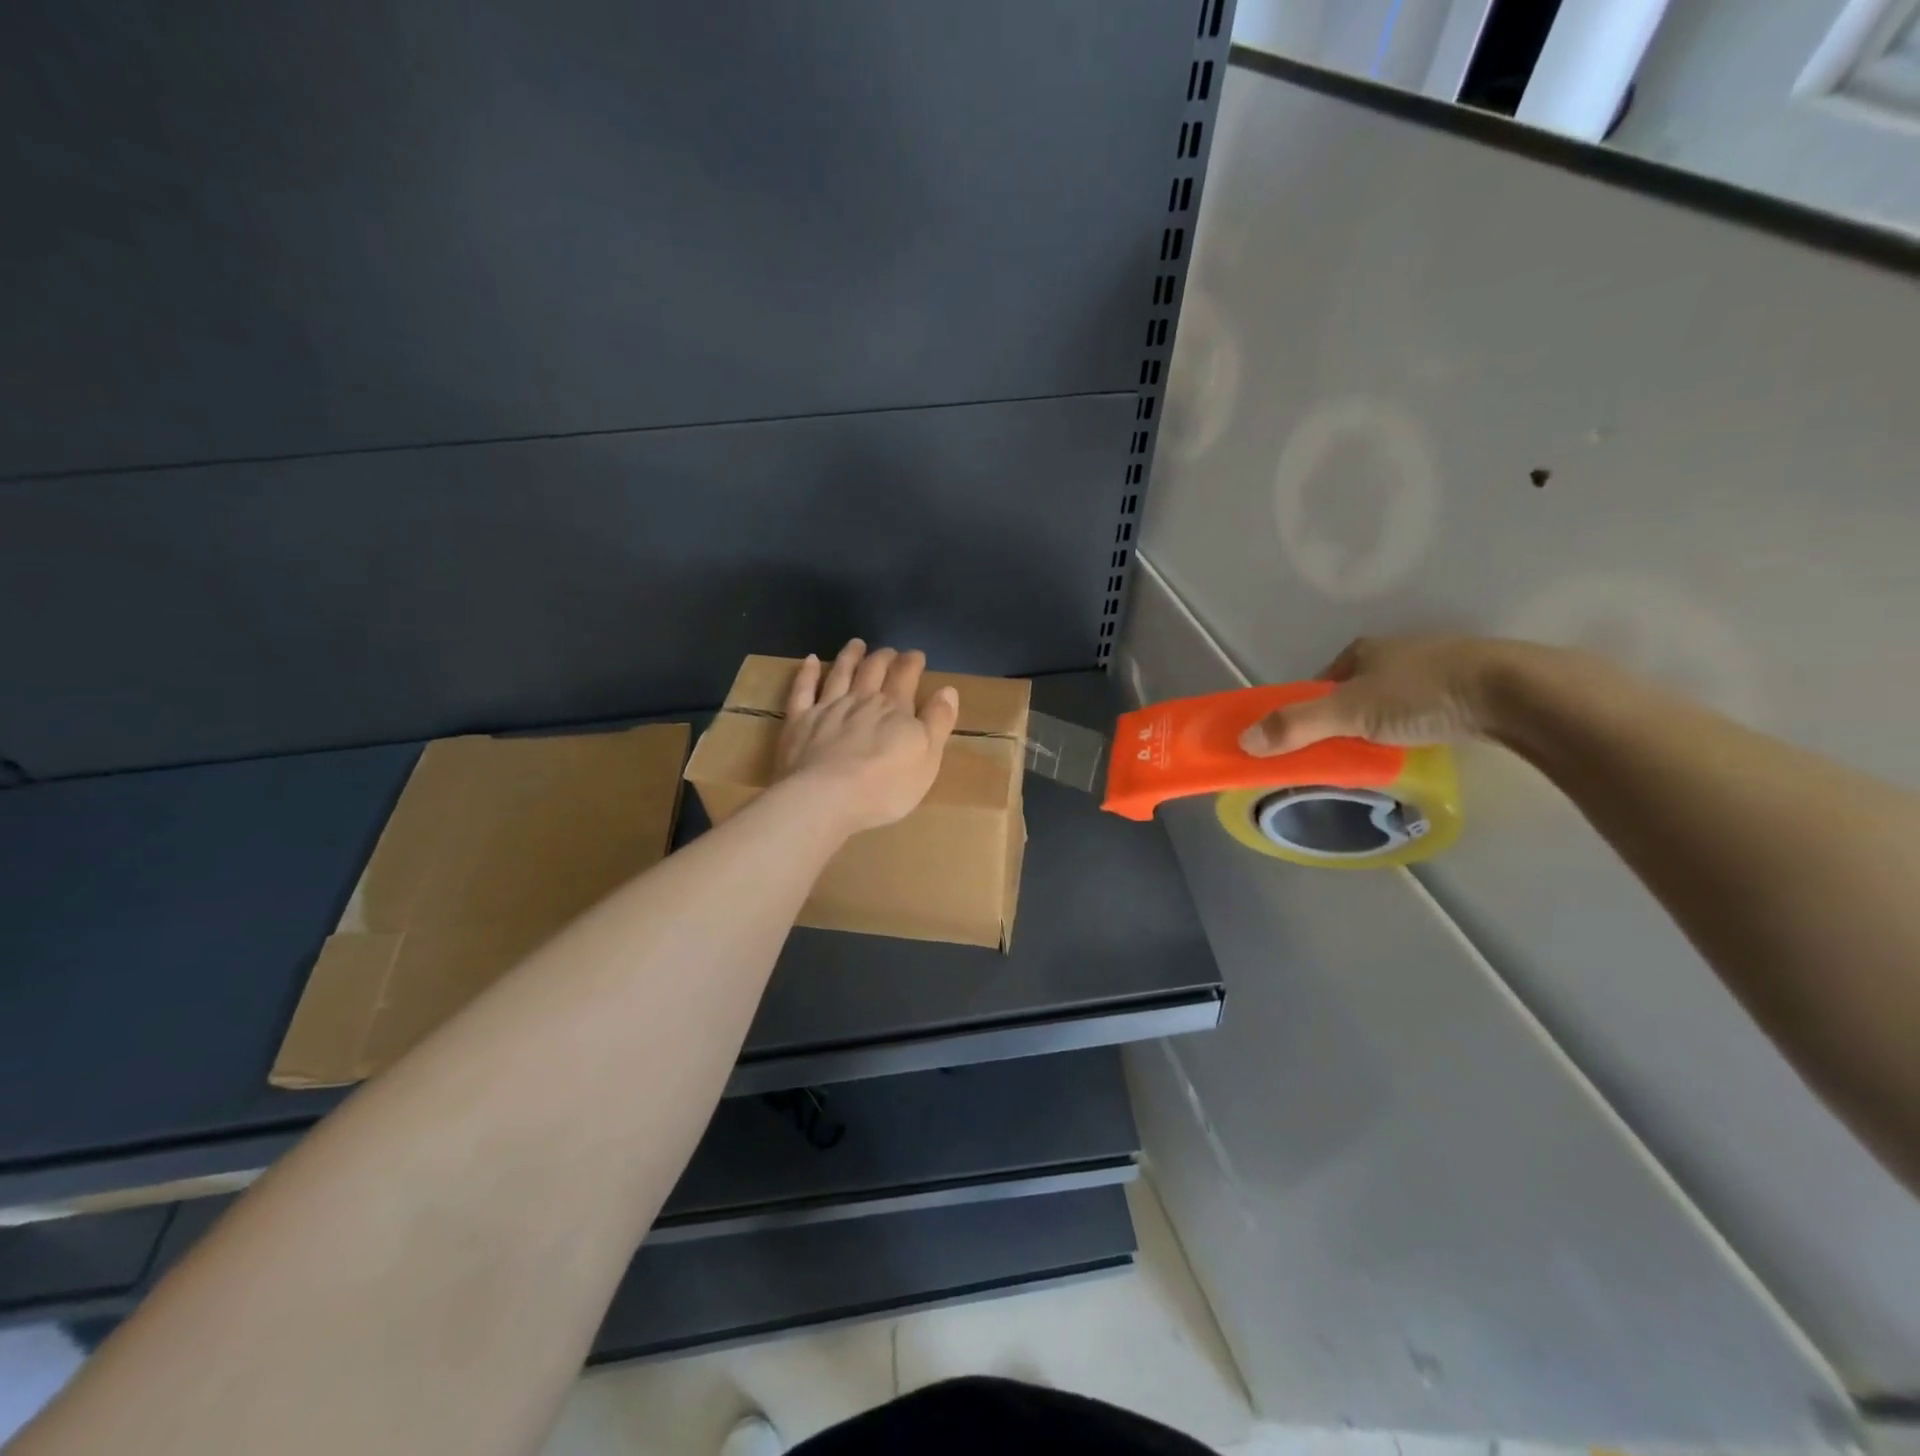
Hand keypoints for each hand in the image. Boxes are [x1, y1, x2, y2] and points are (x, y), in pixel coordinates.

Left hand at [775, 640, 960, 832]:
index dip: (912, 663)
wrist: (826, 799)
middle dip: (883, 658)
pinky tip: (810, 661)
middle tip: (889, 651)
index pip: (906, 676)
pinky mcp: (798, 721)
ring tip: (856, 644)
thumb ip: (938, 722)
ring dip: (850, 657)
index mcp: (895, 709)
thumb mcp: (927, 759)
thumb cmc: (885, 787)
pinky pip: (802, 690)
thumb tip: (948, 690)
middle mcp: (861, 700)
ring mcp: (827, 708)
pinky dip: (807, 673)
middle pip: (873, 671)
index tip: (916, 655)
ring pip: (840, 673)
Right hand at [1239, 635, 1544, 754]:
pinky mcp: (1470, 685)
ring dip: (1380, 724)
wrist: (1516, 692)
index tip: (1303, 740)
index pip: (1319, 682)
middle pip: (1354, 690)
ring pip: (1392, 699)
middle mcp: (1396, 651)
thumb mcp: (1349, 714)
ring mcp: (1436, 666)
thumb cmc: (1422, 695)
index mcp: (1363, 650)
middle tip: (1340, 752)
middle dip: (1343, 719)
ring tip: (1381, 754)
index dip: (1306, 710)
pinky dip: (1414, 726)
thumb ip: (1297, 726)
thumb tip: (1243, 741)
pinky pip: (1425, 708)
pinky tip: (1421, 743)